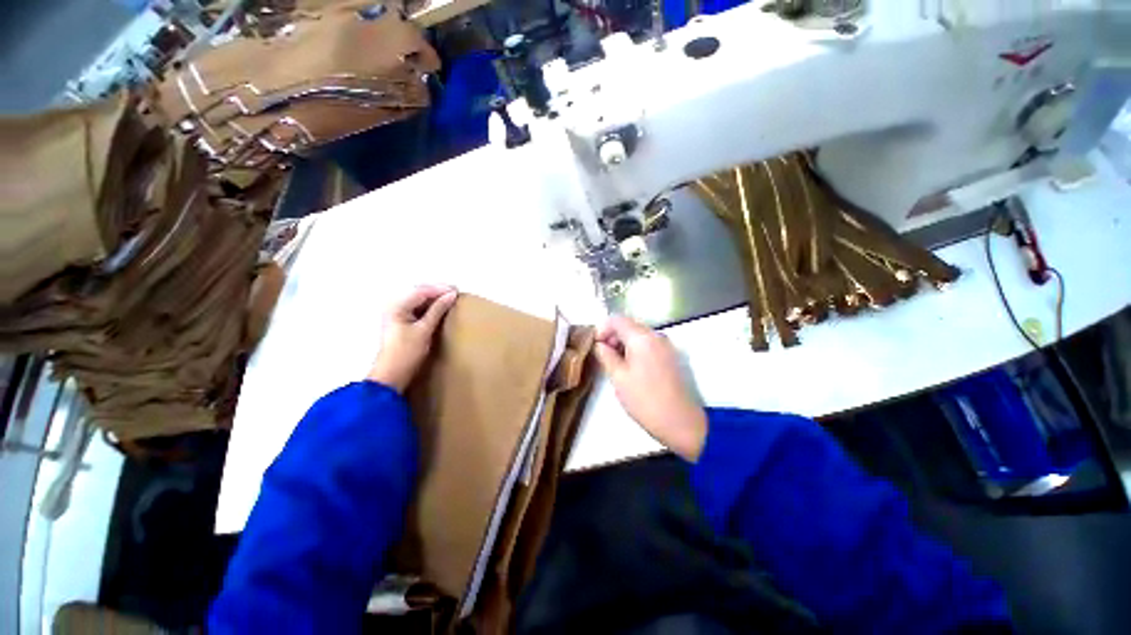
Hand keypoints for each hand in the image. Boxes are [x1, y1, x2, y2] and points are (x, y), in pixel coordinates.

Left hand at [367, 285, 457, 392]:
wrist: (392, 375)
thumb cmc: (406, 352)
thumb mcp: (424, 330)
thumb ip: (438, 310)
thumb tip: (451, 295)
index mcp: (396, 307)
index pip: (421, 291)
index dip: (439, 289)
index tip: (456, 290)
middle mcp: (395, 307)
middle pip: (419, 294)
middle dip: (437, 292)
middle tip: (455, 293)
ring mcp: (397, 316)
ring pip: (419, 301)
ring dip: (434, 300)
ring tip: (451, 300)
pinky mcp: (402, 324)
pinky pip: (418, 310)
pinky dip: (430, 308)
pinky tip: (440, 310)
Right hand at [594, 316, 707, 460]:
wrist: (680, 421)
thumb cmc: (644, 399)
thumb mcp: (618, 377)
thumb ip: (606, 355)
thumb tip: (600, 344)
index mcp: (642, 337)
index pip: (617, 319)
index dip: (602, 329)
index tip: (595, 346)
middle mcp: (656, 335)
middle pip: (629, 325)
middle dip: (613, 336)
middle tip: (603, 356)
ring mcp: (666, 345)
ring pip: (638, 335)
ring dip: (623, 344)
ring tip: (615, 365)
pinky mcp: (670, 356)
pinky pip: (648, 345)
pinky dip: (636, 350)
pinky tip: (630, 368)